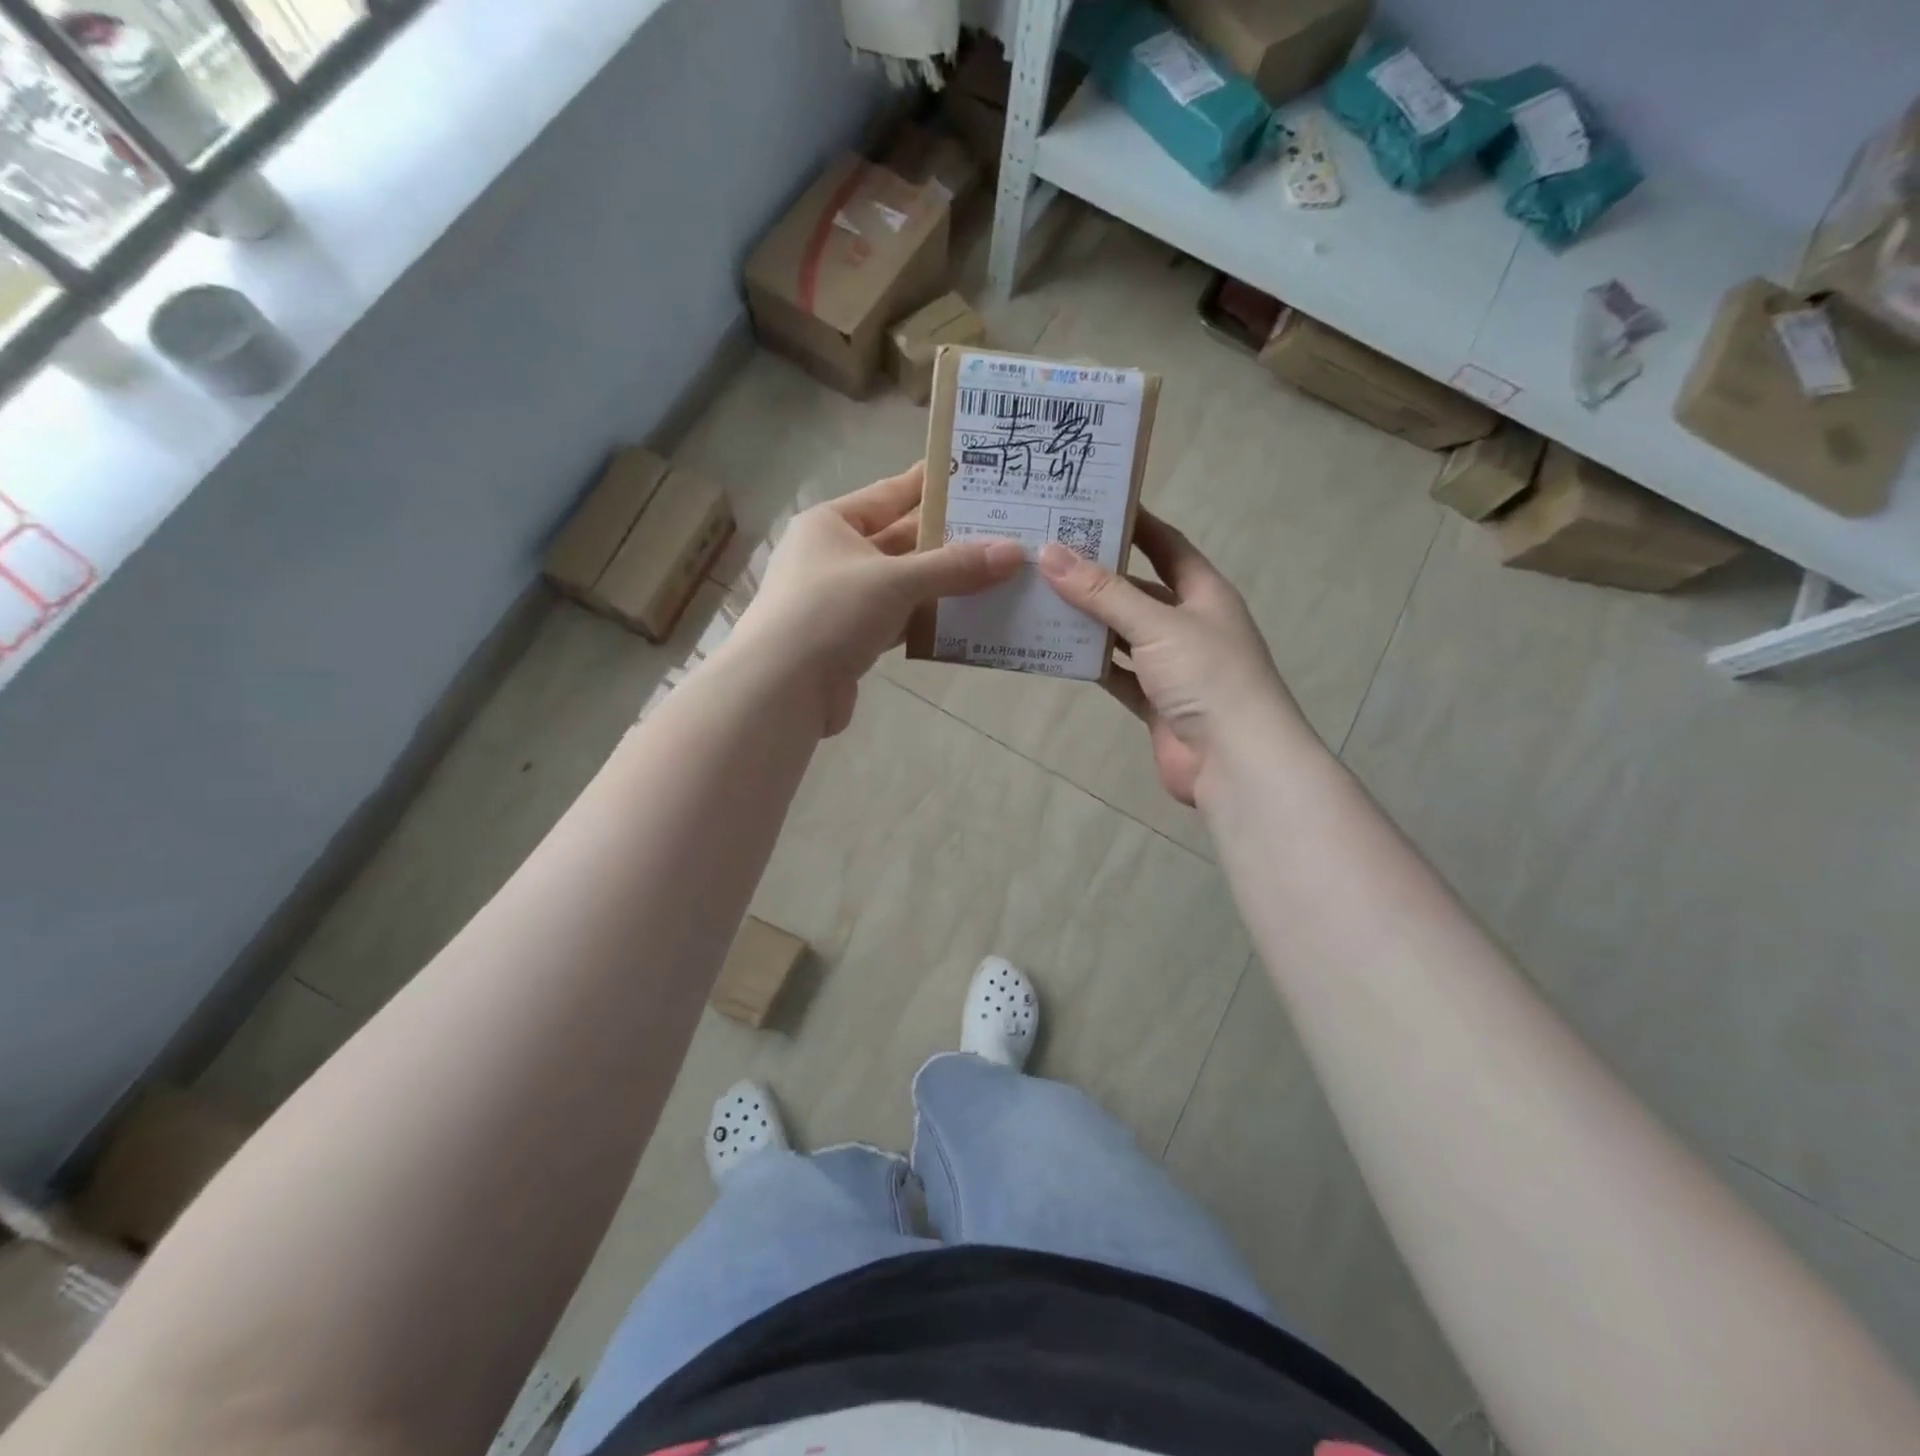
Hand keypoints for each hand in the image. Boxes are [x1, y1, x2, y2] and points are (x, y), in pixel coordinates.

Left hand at [730, 462, 1023, 736]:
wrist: (781, 689)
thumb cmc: (830, 612)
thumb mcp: (895, 580)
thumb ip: (954, 567)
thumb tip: (1014, 553)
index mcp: (831, 524)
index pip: (888, 494)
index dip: (928, 485)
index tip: (971, 475)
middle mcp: (834, 557)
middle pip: (900, 541)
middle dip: (947, 540)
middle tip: (1000, 529)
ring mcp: (842, 601)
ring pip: (902, 584)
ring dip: (943, 583)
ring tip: (996, 573)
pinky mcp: (851, 640)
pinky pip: (899, 620)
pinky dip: (928, 619)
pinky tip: (966, 617)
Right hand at [1038, 512, 1301, 806]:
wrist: (1235, 761)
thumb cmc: (1207, 676)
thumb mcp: (1156, 624)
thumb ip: (1103, 592)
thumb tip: (1050, 553)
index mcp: (1204, 593)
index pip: (1167, 545)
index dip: (1136, 524)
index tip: (1093, 505)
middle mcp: (1189, 624)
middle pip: (1139, 590)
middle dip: (1100, 574)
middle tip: (1050, 554)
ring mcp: (1172, 666)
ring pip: (1124, 634)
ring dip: (1090, 620)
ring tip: (1041, 596)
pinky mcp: (1156, 702)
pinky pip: (1117, 674)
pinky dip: (1092, 663)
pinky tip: (1057, 649)